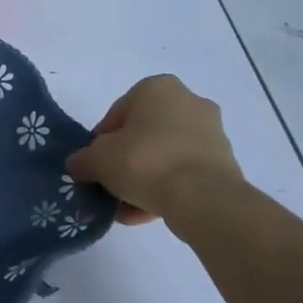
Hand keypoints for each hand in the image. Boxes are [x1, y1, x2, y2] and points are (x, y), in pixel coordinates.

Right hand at [65, 75, 245, 224]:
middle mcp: (188, 101)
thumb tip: (78, 165)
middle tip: (110, 185)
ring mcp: (211, 133)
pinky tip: (146, 214)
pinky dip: (166, 190)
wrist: (203, 197)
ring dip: (144, 180)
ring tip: (126, 208)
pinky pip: (184, 174)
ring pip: (164, 156)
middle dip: (125, 161)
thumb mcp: (97, 160)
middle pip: (143, 134)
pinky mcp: (224, 163)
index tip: (94, 165)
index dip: (100, 142)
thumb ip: (82, 160)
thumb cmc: (144, 161)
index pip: (117, 114)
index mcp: (157, 88)